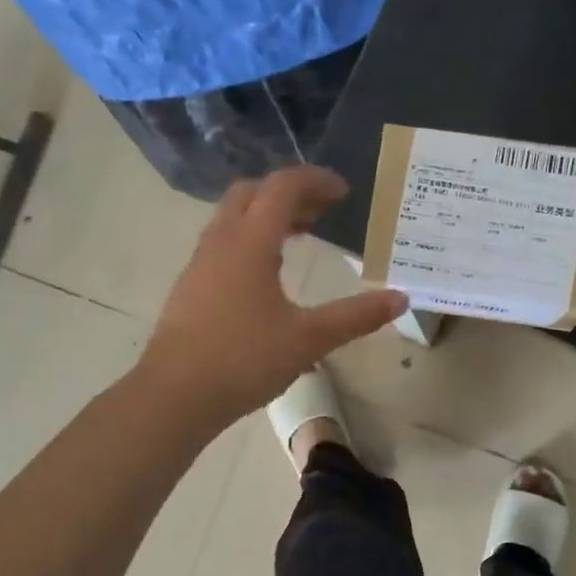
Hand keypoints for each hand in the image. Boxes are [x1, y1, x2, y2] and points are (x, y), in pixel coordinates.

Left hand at [139, 167, 407, 428]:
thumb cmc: (244, 360)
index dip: (315, 181)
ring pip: (233, 218)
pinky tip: (266, 274)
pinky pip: (223, 243)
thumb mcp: (309, 339)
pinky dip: (250, 239)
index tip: (344, 192)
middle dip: (289, 193)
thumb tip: (401, 298)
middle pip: (252, 193)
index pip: (282, 187)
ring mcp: (200, 264)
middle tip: (322, 211)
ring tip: (300, 236)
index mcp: (250, 243)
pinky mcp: (190, 287)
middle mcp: (220, 242)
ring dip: (267, 215)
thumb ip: (356, 316)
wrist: (175, 395)